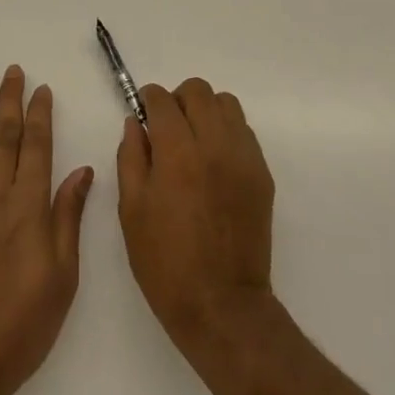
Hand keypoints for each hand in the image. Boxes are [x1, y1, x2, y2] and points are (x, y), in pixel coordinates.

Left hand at [0, 66, 93, 394]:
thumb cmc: (19, 325)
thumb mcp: (62, 278)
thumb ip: (68, 218)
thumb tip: (82, 171)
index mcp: (30, 208)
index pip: (37, 146)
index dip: (40, 114)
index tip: (42, 89)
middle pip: (3, 135)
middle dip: (10, 100)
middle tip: (13, 70)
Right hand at [117, 78, 275, 356]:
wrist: (221, 303)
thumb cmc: (165, 261)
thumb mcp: (132, 210)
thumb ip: (131, 157)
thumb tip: (136, 123)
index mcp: (178, 153)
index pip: (163, 100)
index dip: (149, 99)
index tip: (143, 110)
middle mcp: (215, 145)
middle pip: (199, 91)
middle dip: (178, 99)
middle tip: (166, 126)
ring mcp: (244, 157)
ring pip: (227, 104)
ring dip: (206, 111)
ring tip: (193, 140)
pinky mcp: (262, 174)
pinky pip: (244, 132)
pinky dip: (226, 132)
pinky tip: (213, 162)